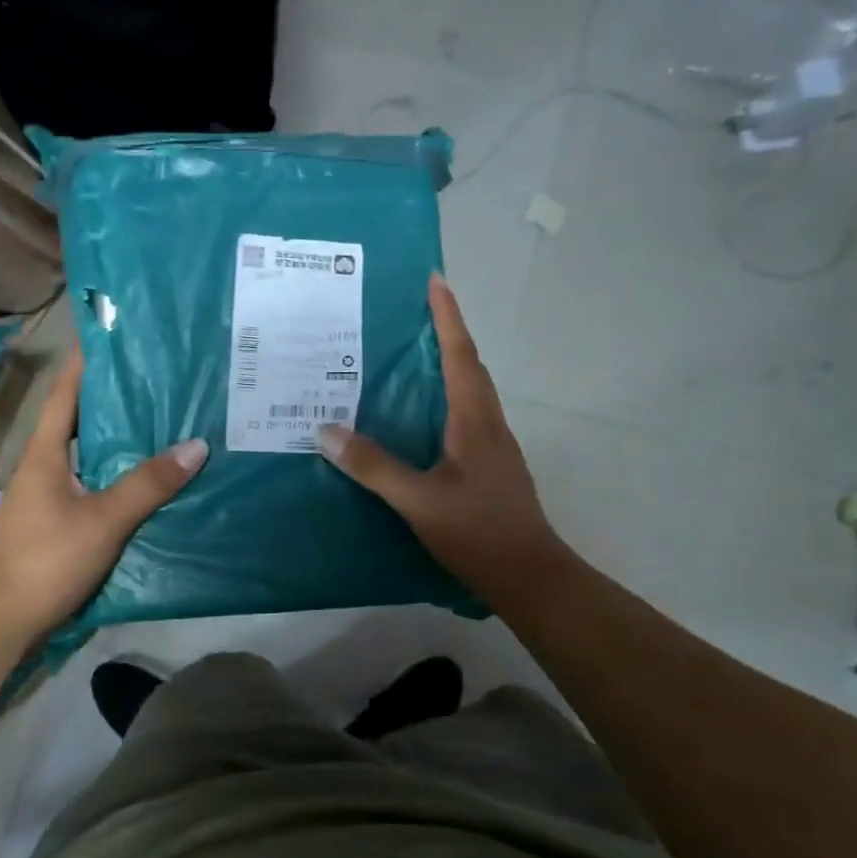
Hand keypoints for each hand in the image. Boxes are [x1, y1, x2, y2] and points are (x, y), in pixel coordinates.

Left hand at [0, 343, 208, 635]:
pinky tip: (148, 477)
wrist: (2, 621)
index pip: (65, 390)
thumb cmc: (46, 559)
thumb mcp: (103, 519)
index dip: (86, 360)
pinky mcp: (57, 521)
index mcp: (45, 452)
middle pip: (79, 418)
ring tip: (163, 420)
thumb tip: (196, 445)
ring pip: (87, 452)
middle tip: (157, 377)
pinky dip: (117, 472)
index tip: (114, 332)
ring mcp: (48, 495)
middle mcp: (43, 465)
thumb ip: (148, 484)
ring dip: (118, 437)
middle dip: (113, 396)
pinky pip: (92, 482)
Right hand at [316, 273, 571, 611]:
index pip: (460, 355)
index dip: (447, 316)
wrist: (530, 577)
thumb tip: (325, 430)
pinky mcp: (488, 466)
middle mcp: (488, 424)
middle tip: (411, 313)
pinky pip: (463, 415)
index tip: (435, 280)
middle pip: (468, 365)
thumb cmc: (479, 532)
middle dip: (445, 332)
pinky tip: (416, 416)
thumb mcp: (419, 500)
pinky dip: (441, 398)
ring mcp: (492, 446)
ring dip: (445, 364)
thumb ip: (373, 466)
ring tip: (407, 355)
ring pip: (468, 391)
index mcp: (475, 420)